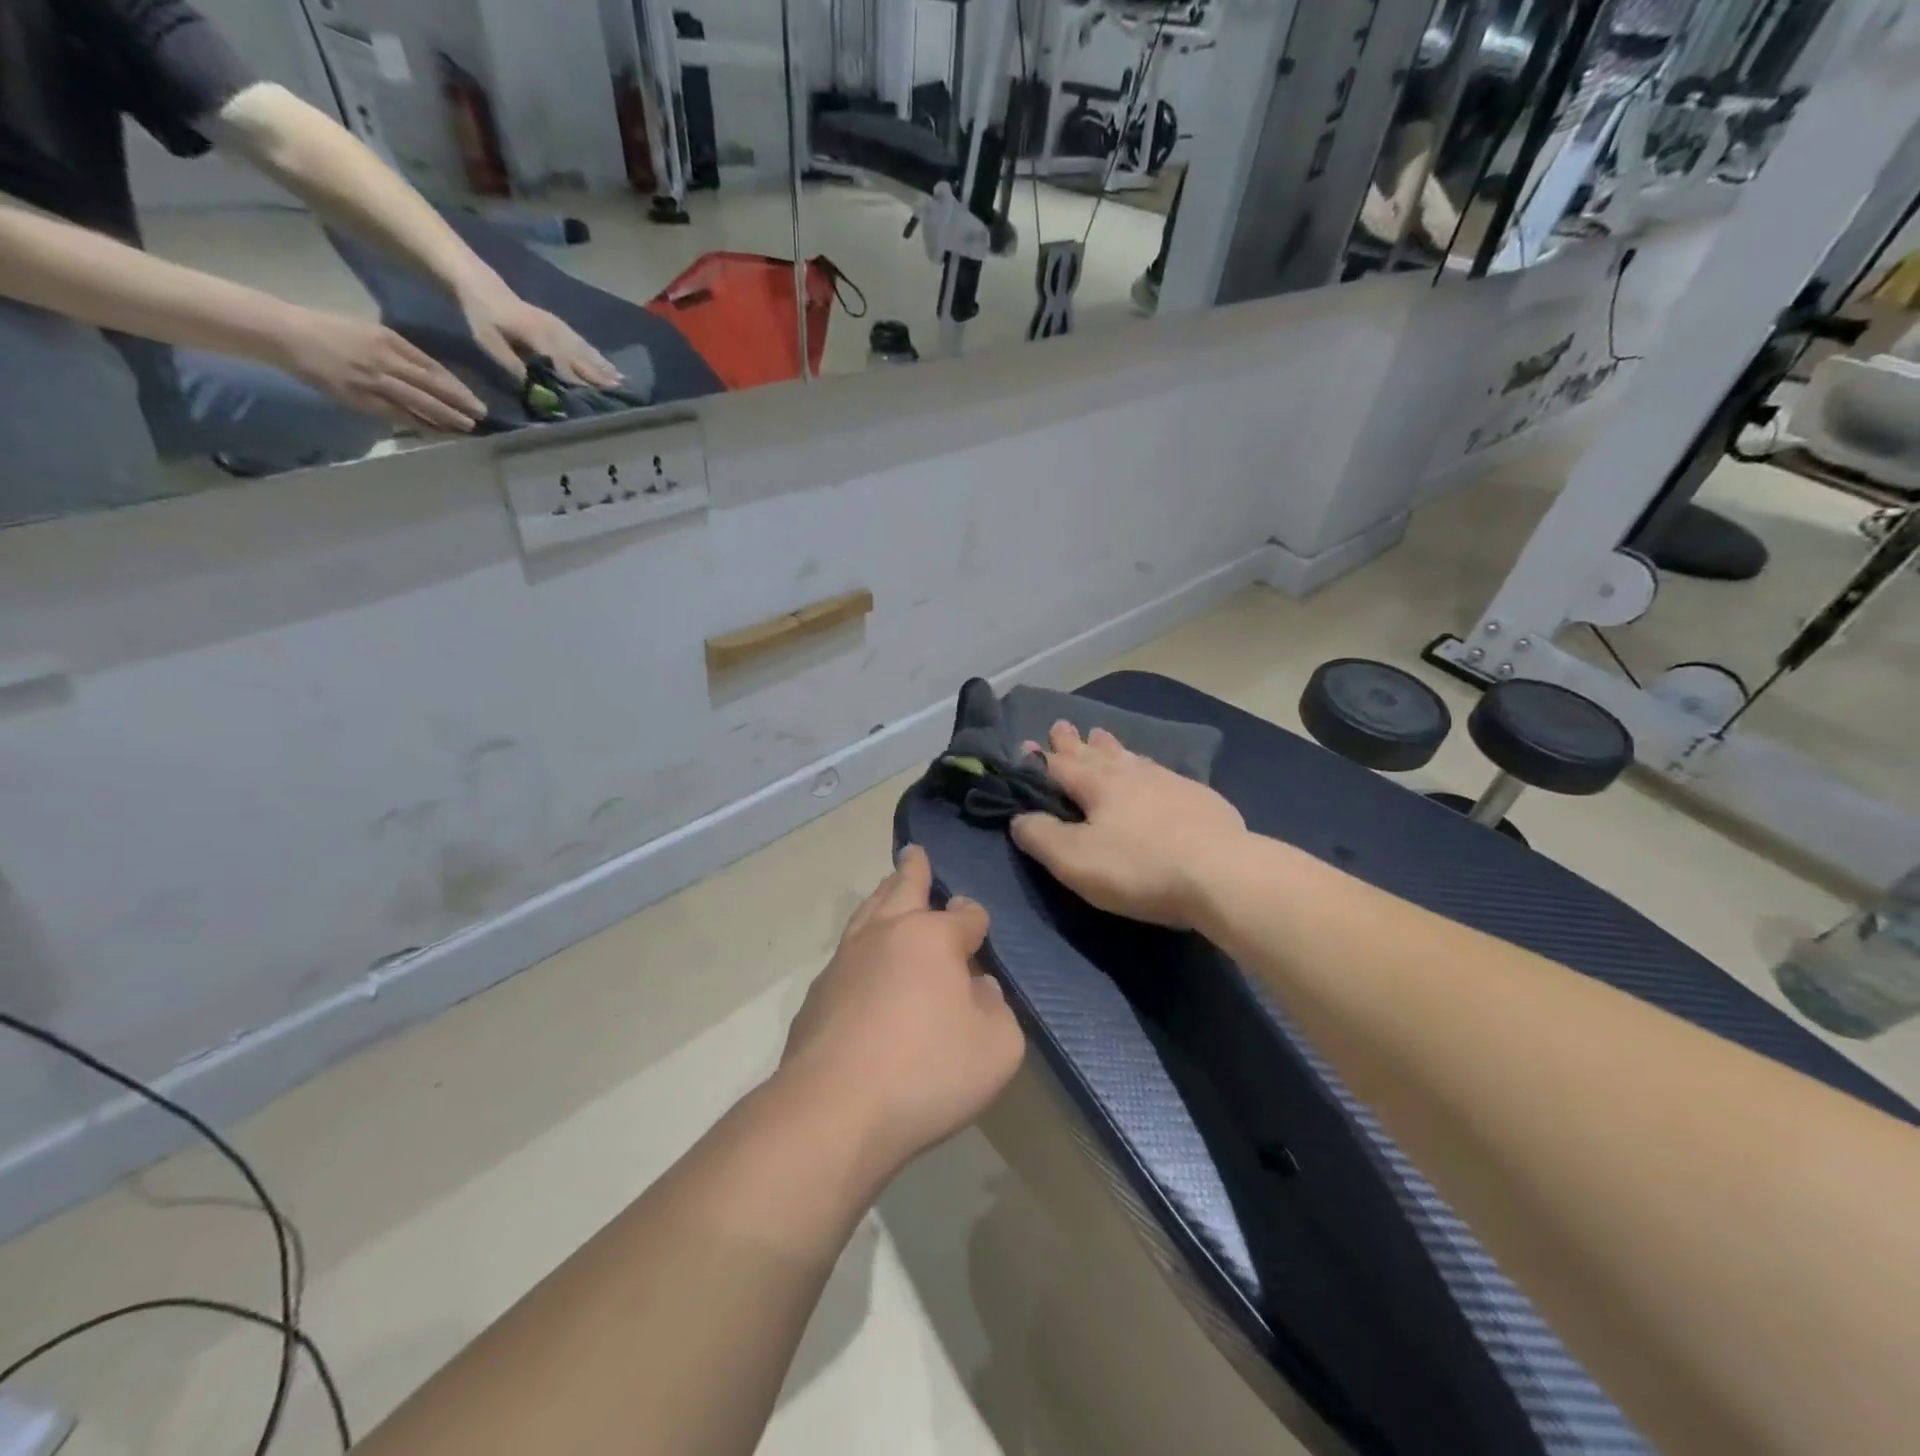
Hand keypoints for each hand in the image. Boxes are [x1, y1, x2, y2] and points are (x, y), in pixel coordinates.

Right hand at [277, 308, 484, 432]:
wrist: (286, 334)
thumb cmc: (331, 329)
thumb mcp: (371, 331)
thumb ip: (402, 352)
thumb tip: (433, 376)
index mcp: (388, 340)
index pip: (433, 368)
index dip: (457, 387)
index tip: (475, 400)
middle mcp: (384, 361)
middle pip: (431, 387)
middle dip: (459, 404)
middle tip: (482, 417)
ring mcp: (372, 382)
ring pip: (418, 403)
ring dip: (445, 417)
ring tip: (466, 427)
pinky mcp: (360, 398)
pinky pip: (396, 414)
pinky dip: (419, 423)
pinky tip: (436, 431)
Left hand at [461, 286, 621, 387]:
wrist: (481, 285)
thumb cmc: (483, 316)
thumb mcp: (489, 342)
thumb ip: (512, 363)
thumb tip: (534, 386)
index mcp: (536, 336)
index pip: (562, 362)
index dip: (578, 379)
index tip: (594, 395)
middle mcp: (552, 331)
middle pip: (580, 356)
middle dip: (600, 374)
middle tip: (619, 390)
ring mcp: (557, 326)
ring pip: (584, 349)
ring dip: (603, 365)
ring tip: (620, 380)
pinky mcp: (558, 325)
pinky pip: (581, 341)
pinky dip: (596, 354)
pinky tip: (606, 362)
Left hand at [779, 846, 1023, 1177]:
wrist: (833, 1110)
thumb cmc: (927, 1072)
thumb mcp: (997, 1047)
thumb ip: (996, 1010)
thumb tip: (978, 987)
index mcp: (932, 937)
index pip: (964, 915)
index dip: (975, 919)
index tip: (977, 927)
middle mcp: (886, 935)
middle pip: (902, 889)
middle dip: (913, 870)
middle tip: (913, 852)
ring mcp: (845, 962)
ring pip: (867, 913)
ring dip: (881, 896)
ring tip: (886, 888)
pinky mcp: (817, 995)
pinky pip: (845, 956)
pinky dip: (860, 947)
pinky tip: (862, 965)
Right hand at [1010, 722, 1247, 929]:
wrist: (1222, 873)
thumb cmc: (1139, 867)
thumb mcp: (1075, 860)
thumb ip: (1041, 837)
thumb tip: (1019, 817)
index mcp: (1098, 785)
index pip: (1060, 765)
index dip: (1039, 759)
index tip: (1026, 745)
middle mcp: (1131, 773)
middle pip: (1096, 753)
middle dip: (1074, 742)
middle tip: (1062, 725)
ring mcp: (1169, 782)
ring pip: (1130, 757)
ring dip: (1111, 747)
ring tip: (1102, 735)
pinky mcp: (1199, 798)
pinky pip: (1161, 772)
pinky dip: (1146, 766)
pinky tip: (1153, 771)